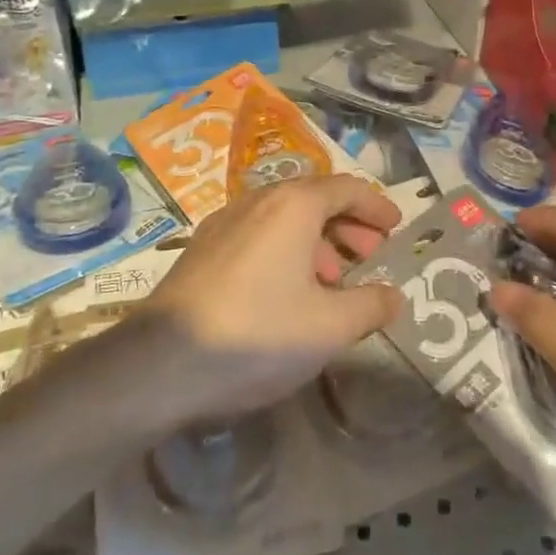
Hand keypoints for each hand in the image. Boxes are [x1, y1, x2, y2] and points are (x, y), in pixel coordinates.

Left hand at [144, 175, 403, 420]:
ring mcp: (223, 223)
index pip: (346, 188)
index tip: (397, 227)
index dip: (376, 206)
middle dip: (349, 224)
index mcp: (292, 205)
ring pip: (283, 218)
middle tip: (372, 253)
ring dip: (317, 241)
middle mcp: (257, 200)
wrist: (158, 366)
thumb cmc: (257, 335)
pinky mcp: (201, 250)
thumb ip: (370, 306)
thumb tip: (393, 295)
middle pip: (314, 199)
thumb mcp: (329, 327)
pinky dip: (286, 251)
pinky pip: (257, 235)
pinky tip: (288, 292)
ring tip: (334, 280)